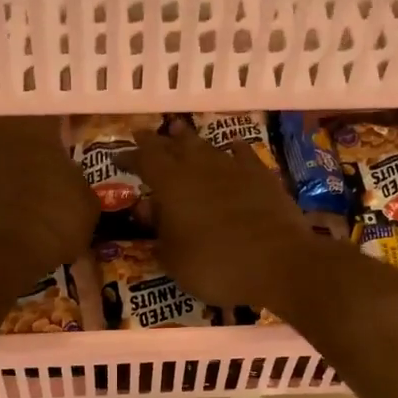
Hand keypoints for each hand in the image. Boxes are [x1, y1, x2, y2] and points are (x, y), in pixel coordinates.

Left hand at [0, 116, 98, 293]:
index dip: (61, 119)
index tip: (72, 130)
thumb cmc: (50, 219)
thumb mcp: (85, 203)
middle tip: (41, 151)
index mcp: (33, 124)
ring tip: (17, 178)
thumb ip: (76, 181)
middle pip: (9, 120)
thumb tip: (70, 181)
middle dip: (23, 134)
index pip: (49, 107)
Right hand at [132, 124, 321, 310]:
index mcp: (171, 185)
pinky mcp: (262, 176)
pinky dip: (232, 150)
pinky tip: (231, 147)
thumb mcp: (174, 259)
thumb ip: (159, 232)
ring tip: (179, 131)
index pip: (144, 160)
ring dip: (190, 140)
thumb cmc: (217, 266)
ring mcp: (234, 168)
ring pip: (206, 146)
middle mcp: (200, 167)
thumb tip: (149, 210)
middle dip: (157, 141)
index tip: (117, 156)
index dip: (129, 156)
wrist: (280, 263)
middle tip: (144, 136)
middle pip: (174, 146)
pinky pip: (242, 154)